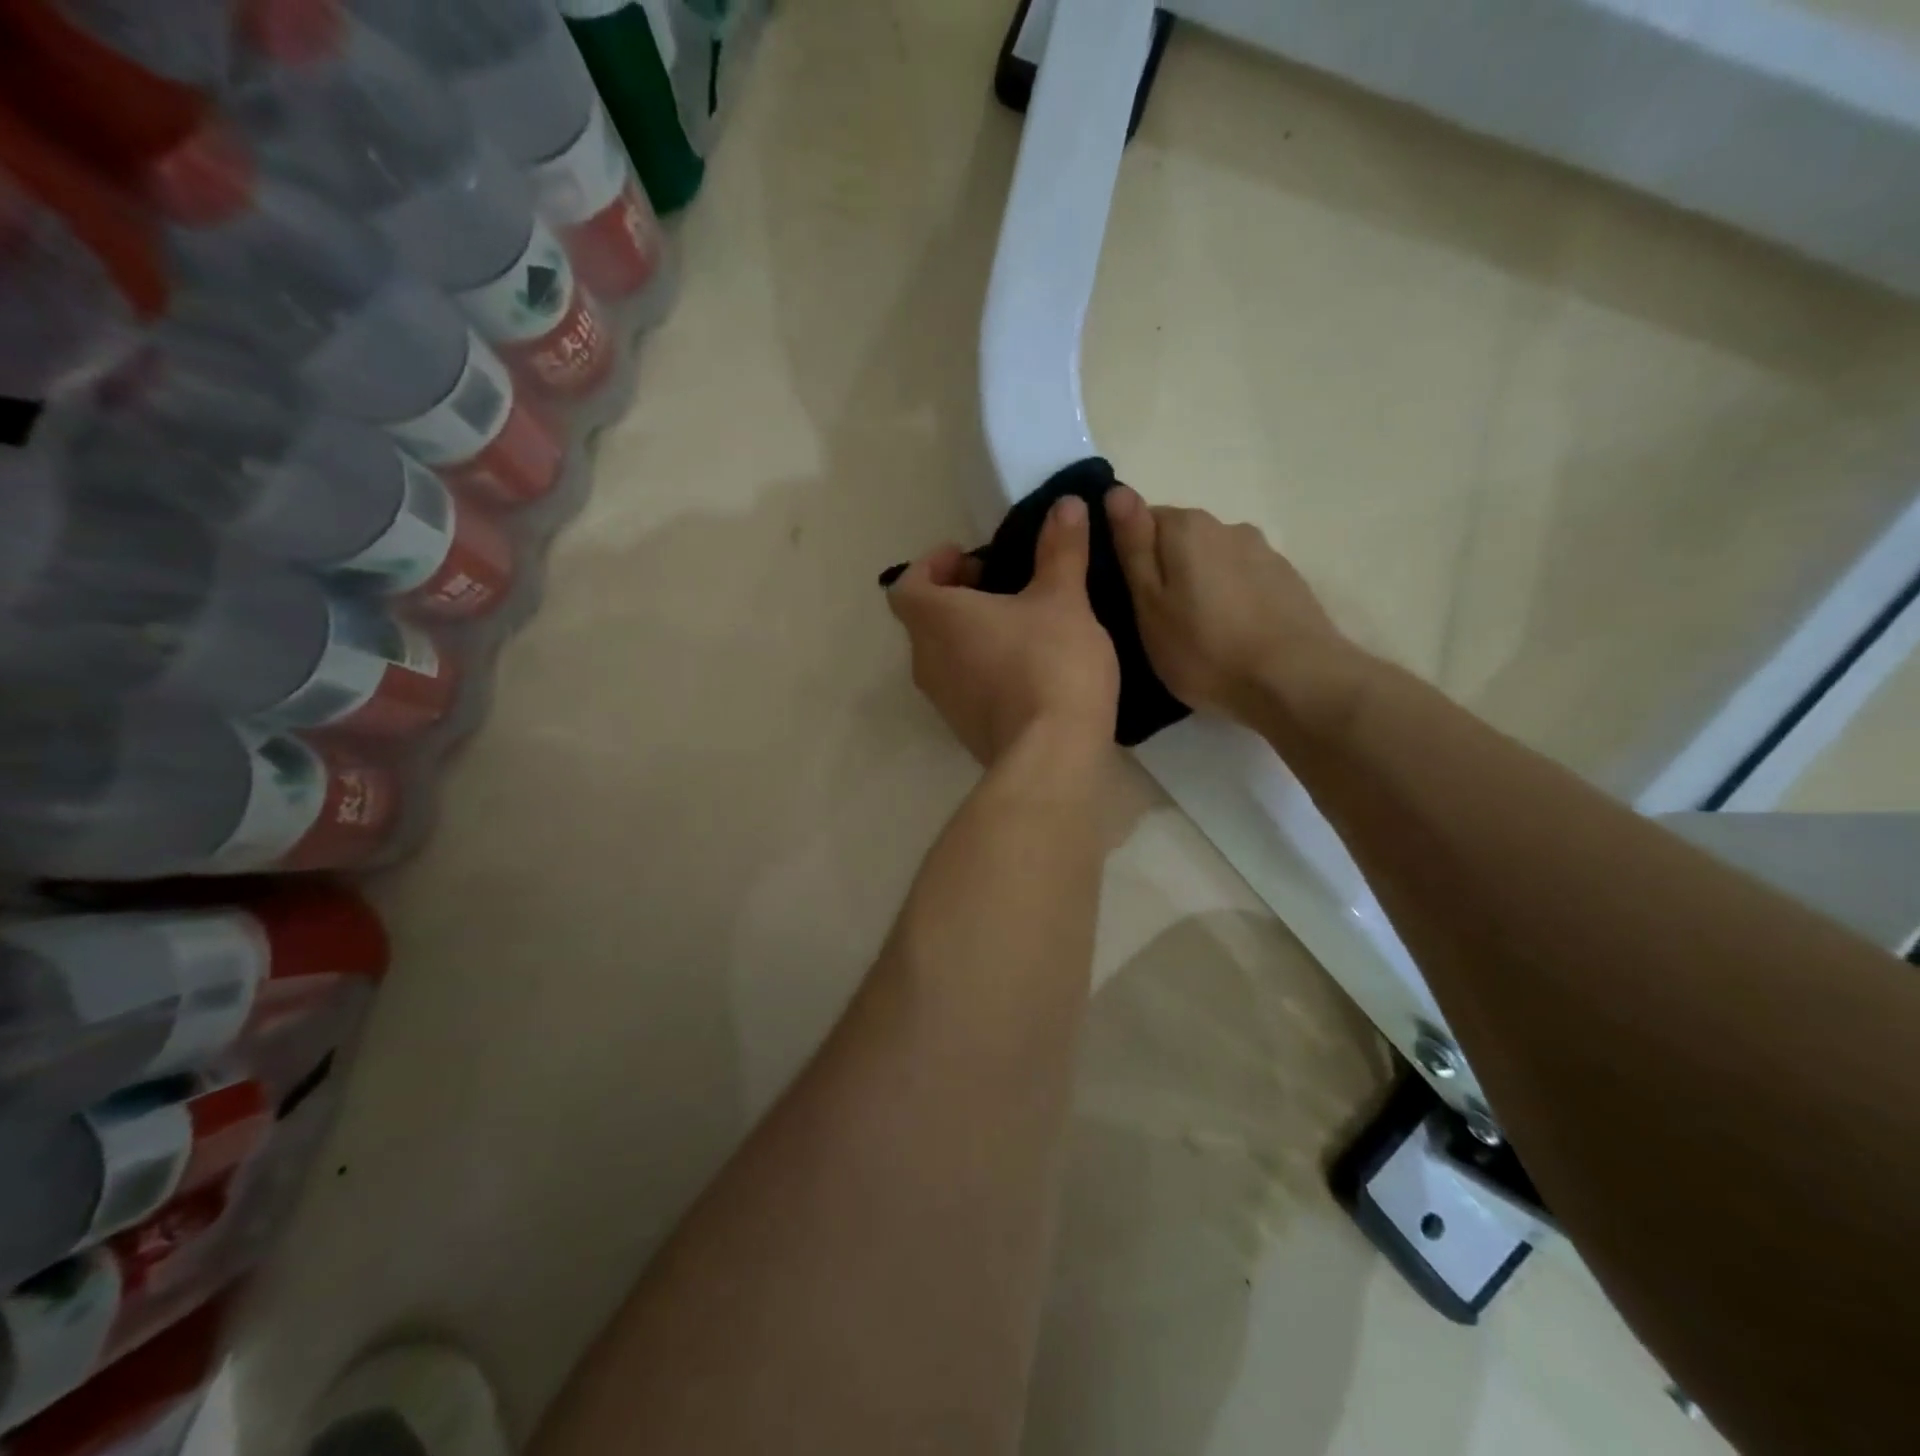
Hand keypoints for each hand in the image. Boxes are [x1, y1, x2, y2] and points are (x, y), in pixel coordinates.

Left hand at [888, 497, 1119, 764]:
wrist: (1051, 756)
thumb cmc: (1050, 664)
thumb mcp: (1063, 599)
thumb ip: (1060, 550)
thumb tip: (1065, 504)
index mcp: (937, 619)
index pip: (908, 583)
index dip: (933, 564)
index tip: (971, 556)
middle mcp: (926, 659)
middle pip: (924, 618)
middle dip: (956, 595)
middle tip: (999, 583)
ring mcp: (942, 700)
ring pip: (942, 653)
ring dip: (968, 632)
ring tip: (1017, 622)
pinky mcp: (963, 728)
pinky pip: (962, 684)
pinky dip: (980, 666)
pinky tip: (1024, 667)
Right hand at [1106, 487, 1355, 726]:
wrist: (1295, 680)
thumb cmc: (1204, 649)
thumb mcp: (1149, 604)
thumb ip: (1133, 547)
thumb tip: (1117, 492)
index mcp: (1186, 527)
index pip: (1142, 519)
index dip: (1128, 554)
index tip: (1125, 594)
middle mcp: (1226, 526)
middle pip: (1180, 539)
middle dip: (1166, 570)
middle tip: (1156, 621)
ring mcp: (1263, 552)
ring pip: (1214, 561)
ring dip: (1200, 585)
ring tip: (1196, 633)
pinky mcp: (1287, 580)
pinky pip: (1243, 581)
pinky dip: (1230, 599)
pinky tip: (1231, 636)